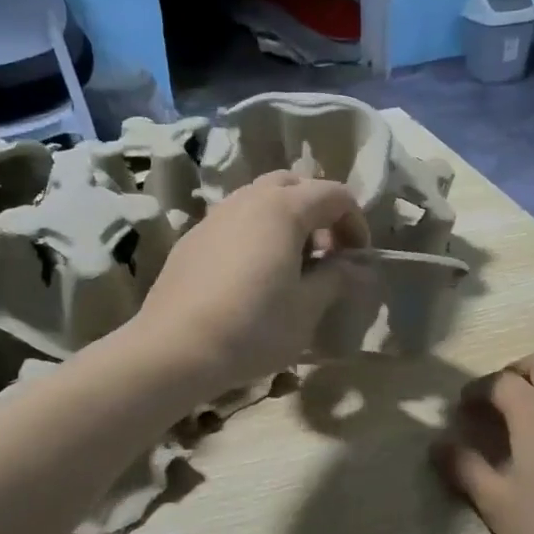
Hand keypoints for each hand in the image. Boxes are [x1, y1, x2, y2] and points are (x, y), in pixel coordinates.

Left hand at [137, 171, 370, 392]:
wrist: (174, 349)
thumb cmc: (253, 327)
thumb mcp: (307, 308)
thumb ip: (336, 279)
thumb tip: (356, 268)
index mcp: (283, 208)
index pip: (334, 194)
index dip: (355, 222)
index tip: (358, 259)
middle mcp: (247, 200)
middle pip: (293, 185)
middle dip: (318, 212)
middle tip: (326, 253)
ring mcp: (214, 217)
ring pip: (259, 200)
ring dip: (285, 221)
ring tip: (291, 265)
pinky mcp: (191, 240)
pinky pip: (234, 222)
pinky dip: (255, 234)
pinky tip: (253, 276)